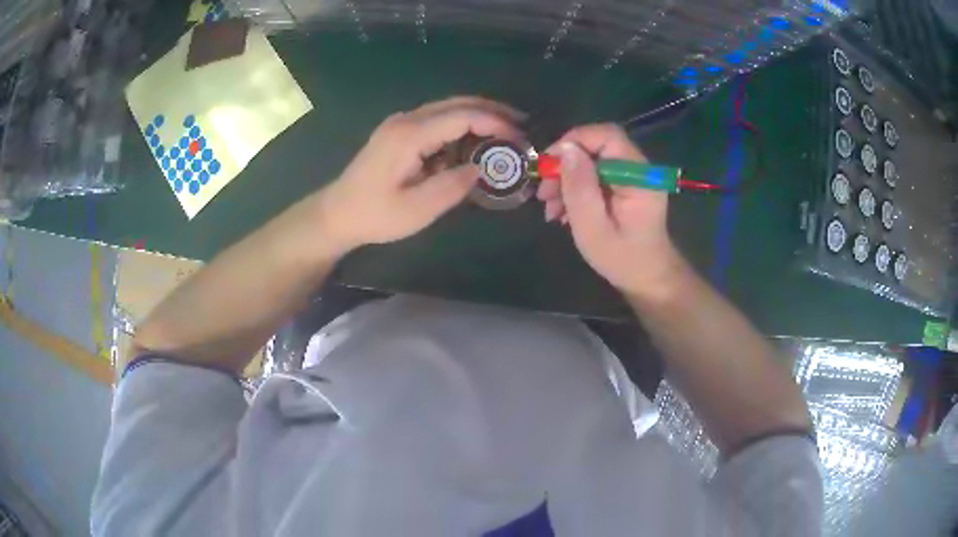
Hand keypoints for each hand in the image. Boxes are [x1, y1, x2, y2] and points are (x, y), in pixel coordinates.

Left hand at [314, 97, 523, 254]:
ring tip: (505, 133)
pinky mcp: (399, 133)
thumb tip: (482, 168)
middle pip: (457, 103)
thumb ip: (454, 186)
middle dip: (492, 111)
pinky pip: (437, 121)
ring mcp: (401, 124)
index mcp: (410, 134)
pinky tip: (473, 143)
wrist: (337, 214)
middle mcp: (406, 120)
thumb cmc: (375, 215)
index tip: (519, 138)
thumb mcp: (418, 209)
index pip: (462, 116)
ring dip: (478, 117)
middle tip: (521, 125)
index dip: (495, 123)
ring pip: (448, 109)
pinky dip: (460, 127)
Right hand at [537, 124, 684, 298]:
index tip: (548, 164)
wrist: (647, 279)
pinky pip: (596, 175)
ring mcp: (633, 177)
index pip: (607, 136)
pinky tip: (563, 210)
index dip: (575, 141)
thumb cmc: (622, 259)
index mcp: (639, 177)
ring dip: (567, 179)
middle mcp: (639, 169)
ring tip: (550, 208)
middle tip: (544, 192)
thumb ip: (580, 188)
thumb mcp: (593, 228)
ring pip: (593, 161)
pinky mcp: (626, 186)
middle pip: (597, 147)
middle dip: (565, 165)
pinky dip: (576, 188)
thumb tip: (565, 149)